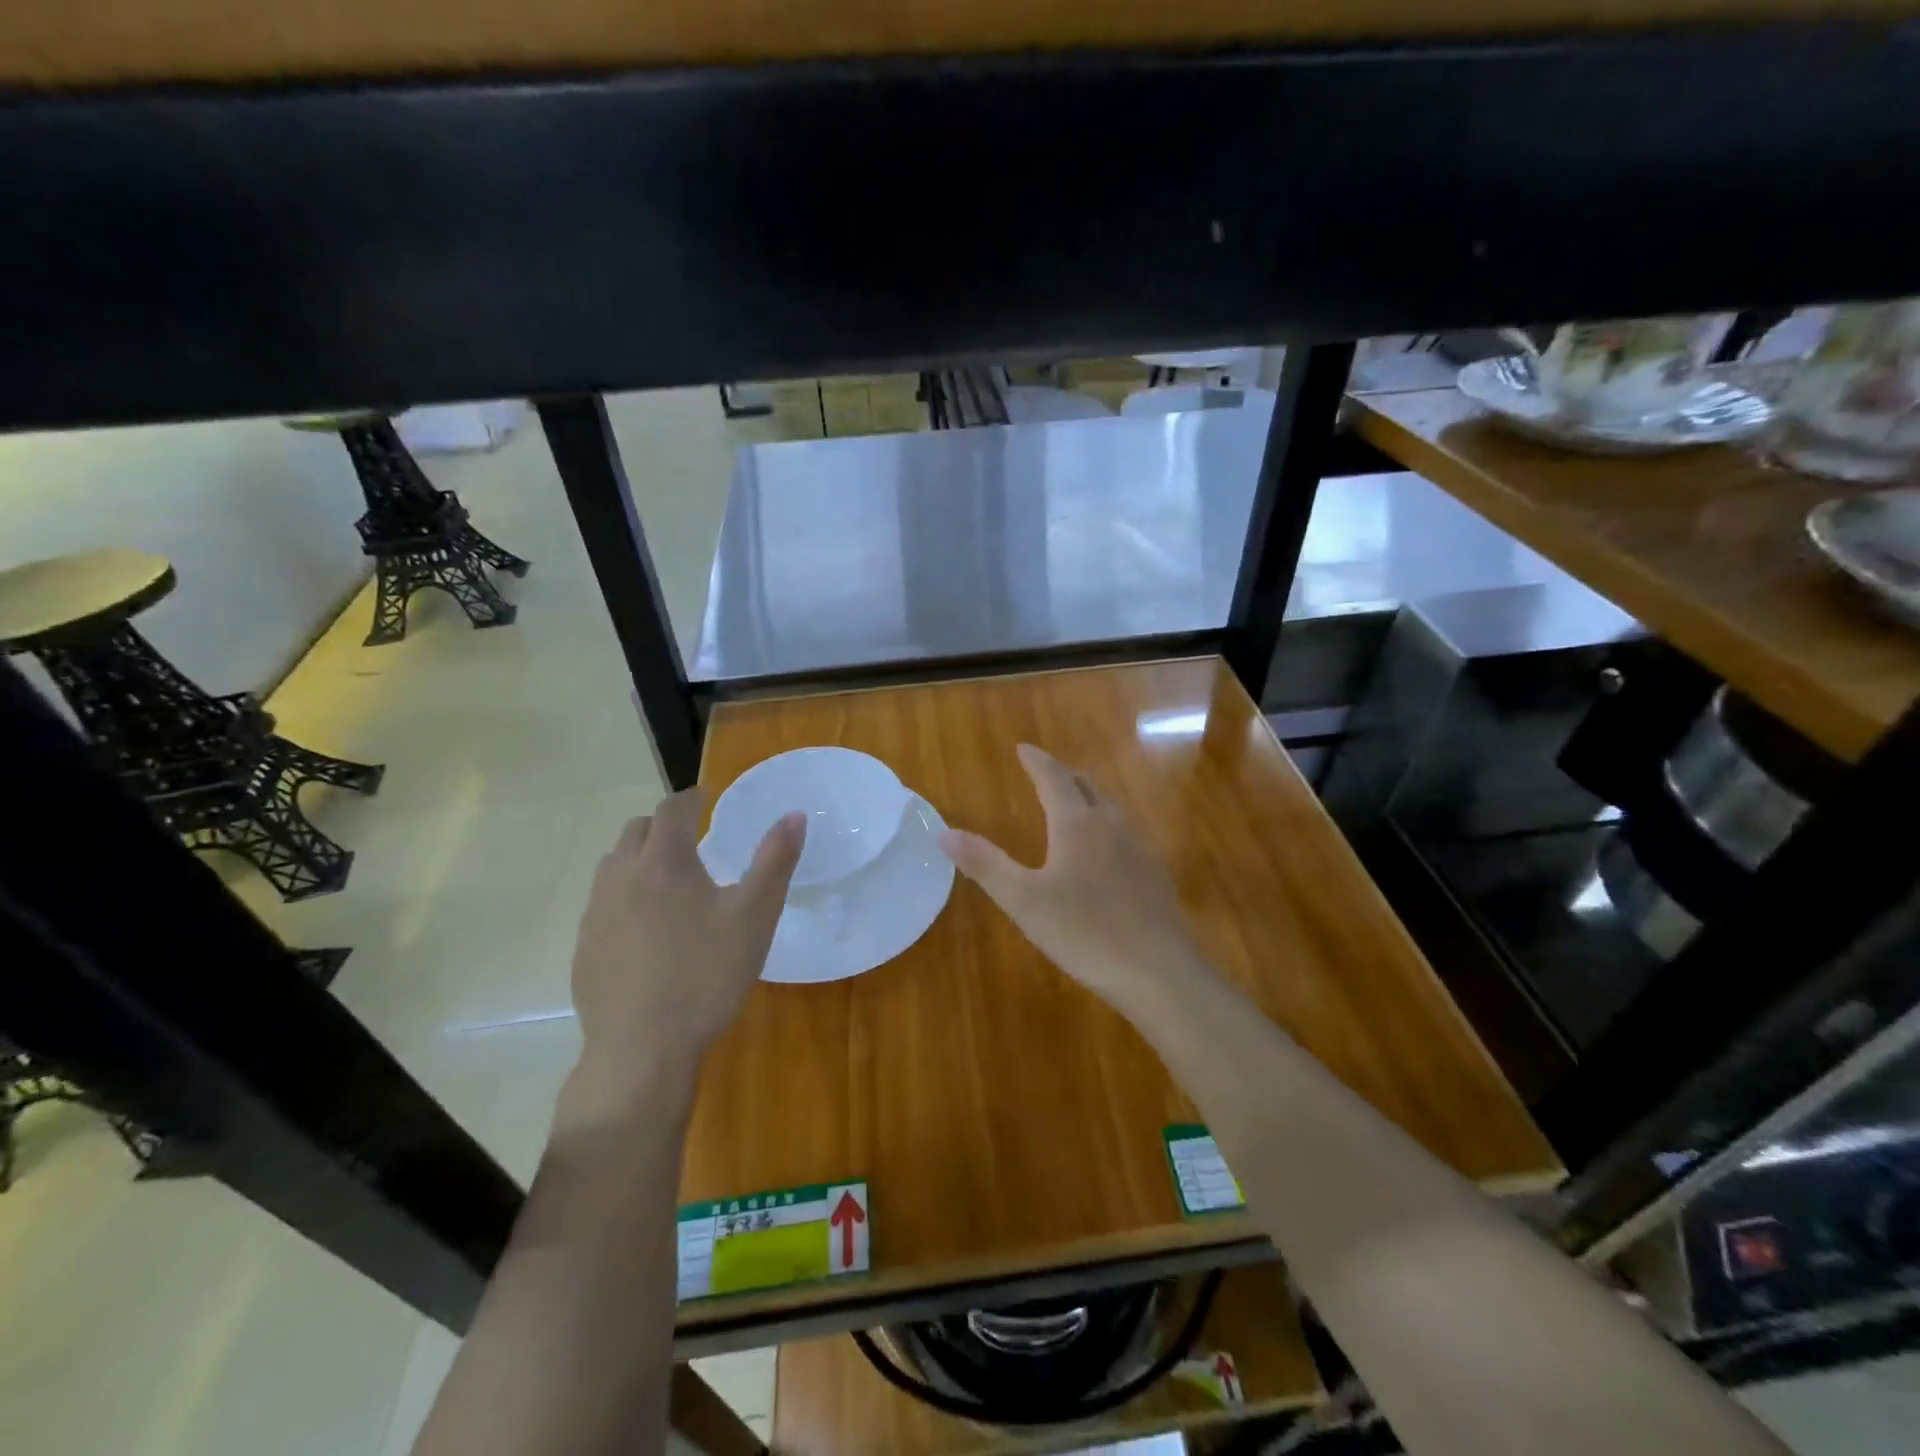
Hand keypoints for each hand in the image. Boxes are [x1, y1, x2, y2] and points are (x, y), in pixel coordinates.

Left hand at [566, 789, 804, 1113]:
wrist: (641, 1049)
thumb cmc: (707, 974)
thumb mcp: (755, 915)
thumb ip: (776, 860)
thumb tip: (795, 815)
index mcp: (664, 861)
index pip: (672, 809)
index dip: (691, 797)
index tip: (706, 797)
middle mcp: (621, 876)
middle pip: (635, 831)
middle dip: (662, 825)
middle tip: (691, 839)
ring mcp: (596, 914)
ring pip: (613, 866)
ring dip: (639, 859)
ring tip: (668, 881)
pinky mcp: (584, 948)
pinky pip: (603, 904)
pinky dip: (624, 897)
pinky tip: (646, 931)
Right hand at [939, 744, 1208, 1010]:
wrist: (1158, 972)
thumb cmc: (1084, 932)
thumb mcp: (1023, 901)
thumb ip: (985, 864)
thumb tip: (944, 833)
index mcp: (1077, 824)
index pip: (1054, 778)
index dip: (1036, 761)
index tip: (1023, 748)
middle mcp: (1111, 825)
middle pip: (1087, 786)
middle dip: (1064, 776)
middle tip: (1045, 775)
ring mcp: (1139, 848)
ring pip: (1110, 809)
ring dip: (1088, 799)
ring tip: (1072, 808)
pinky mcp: (1155, 874)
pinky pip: (1126, 834)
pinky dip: (1106, 827)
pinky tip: (1103, 855)